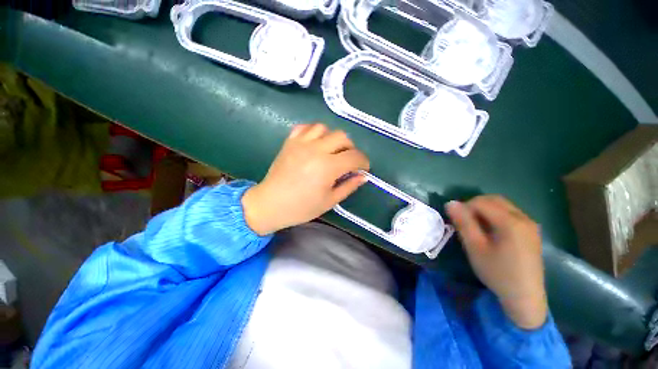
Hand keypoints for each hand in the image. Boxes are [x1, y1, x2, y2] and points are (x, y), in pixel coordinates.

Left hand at [242, 123, 369, 235]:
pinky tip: (315, 143)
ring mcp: (301, 143)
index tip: (363, 168)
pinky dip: (314, 132)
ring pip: (324, 128)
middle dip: (350, 148)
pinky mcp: (290, 142)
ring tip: (331, 151)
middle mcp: (316, 150)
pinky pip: (305, 127)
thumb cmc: (301, 207)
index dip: (363, 162)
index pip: (354, 156)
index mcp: (327, 167)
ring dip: (332, 138)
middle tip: (347, 161)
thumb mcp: (329, 201)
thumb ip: (349, 186)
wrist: (270, 204)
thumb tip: (363, 176)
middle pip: (342, 137)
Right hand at [445, 196, 547, 329]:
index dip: (464, 207)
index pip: (481, 202)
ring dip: (485, 210)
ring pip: (503, 205)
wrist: (525, 297)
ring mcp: (530, 224)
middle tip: (464, 222)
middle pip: (494, 200)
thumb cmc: (497, 273)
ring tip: (476, 227)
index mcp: (510, 222)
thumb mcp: (475, 248)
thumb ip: (463, 223)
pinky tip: (491, 231)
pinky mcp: (532, 231)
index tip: (456, 221)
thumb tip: (450, 203)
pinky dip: (496, 215)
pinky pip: (510, 214)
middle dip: (474, 205)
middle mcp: (524, 218)